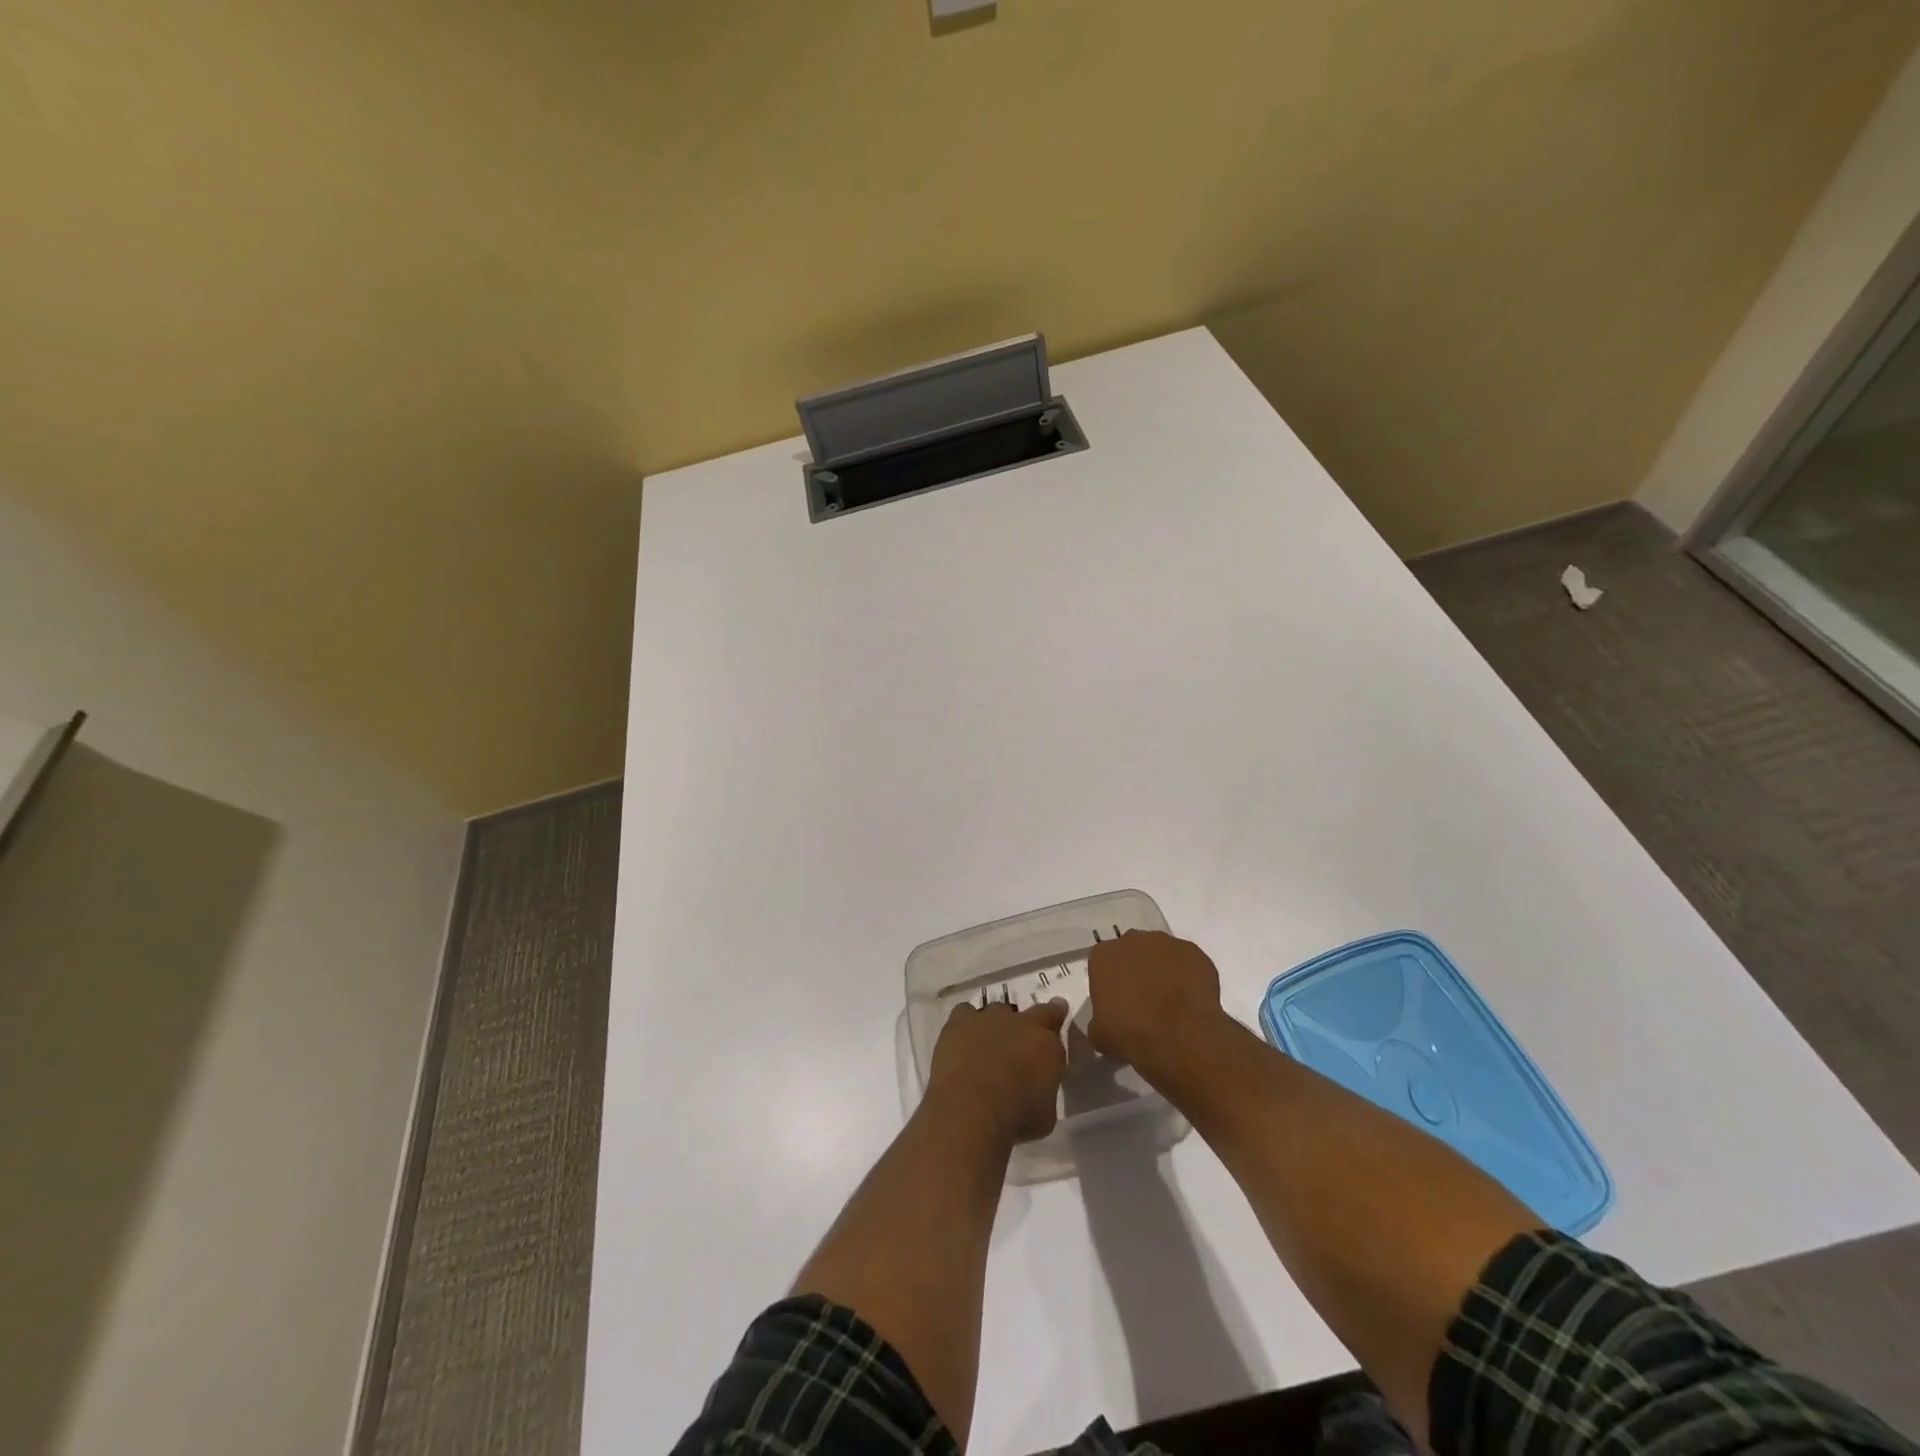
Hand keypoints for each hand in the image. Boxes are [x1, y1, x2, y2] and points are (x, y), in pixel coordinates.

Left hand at [925, 999, 1069, 1145]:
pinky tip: (961, 1041)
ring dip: (996, 1026)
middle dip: (1032, 1020)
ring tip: (987, 1047)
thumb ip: (1044, 1089)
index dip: (1055, 1020)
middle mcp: (1021, 1024)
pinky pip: (965, 1013)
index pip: (1057, 1021)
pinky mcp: (961, 1021)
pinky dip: (965, 1025)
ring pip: (997, 1011)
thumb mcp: (1045, 1114)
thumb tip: (1037, 1087)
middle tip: (1025, 1035)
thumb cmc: (1015, 1120)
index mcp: (1047, 1046)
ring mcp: (990, 1018)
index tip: (1055, 1018)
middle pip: (1033, 1011)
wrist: (972, 1110)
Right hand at [1085, 930, 1226, 1079]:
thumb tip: (1106, 1020)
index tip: (1118, 1000)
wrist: (1180, 1039)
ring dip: (1163, 970)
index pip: (1103, 962)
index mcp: (1103, 955)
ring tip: (1172, 1000)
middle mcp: (1132, 940)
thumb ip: (1099, 1017)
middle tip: (1144, 998)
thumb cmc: (1131, 1034)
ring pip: (1161, 953)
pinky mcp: (1194, 952)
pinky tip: (1191, 999)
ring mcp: (1166, 943)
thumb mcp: (1099, 1033)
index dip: (1111, 981)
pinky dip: (1189, 976)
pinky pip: (1188, 962)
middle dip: (1137, 970)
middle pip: (1132, 951)